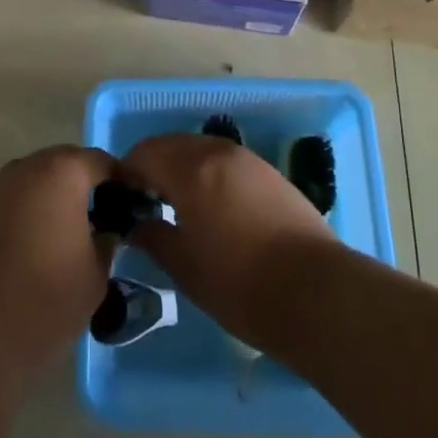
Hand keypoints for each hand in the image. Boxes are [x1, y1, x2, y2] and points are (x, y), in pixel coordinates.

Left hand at [0, 145, 120, 376]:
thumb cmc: (46, 296)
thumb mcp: (96, 274)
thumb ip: (107, 243)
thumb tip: (106, 232)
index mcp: (64, 170)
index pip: (103, 162)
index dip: (123, 184)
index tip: (136, 208)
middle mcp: (30, 165)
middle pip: (69, 165)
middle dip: (89, 188)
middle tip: (108, 221)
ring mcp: (1, 186)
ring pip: (42, 181)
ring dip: (60, 199)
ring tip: (77, 236)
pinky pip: (20, 200)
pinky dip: (36, 212)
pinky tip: (45, 245)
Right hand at [118, 134, 338, 349]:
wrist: (316, 292)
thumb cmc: (239, 283)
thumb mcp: (184, 266)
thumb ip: (153, 237)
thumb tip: (135, 224)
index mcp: (191, 169)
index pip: (144, 153)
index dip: (126, 173)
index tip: (121, 200)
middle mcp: (218, 152)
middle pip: (172, 145)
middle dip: (153, 167)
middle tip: (145, 203)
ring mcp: (248, 160)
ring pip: (201, 150)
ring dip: (181, 168)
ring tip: (177, 207)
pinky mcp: (270, 174)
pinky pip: (226, 162)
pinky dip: (208, 174)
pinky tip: (212, 208)